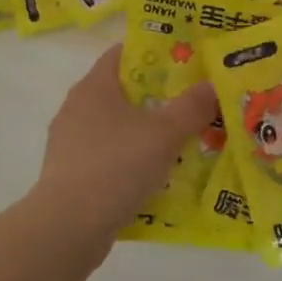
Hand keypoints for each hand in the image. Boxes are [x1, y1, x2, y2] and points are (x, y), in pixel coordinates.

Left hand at [31, 45, 216, 239]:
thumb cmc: (116, 165)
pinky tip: (155, 177)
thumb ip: (192, 106)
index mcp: (94, 87)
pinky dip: (130, 161)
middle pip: (123, 91)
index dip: (154, 53)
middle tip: (192, 103)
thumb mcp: (165, 133)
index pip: (123, 53)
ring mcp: (70, 143)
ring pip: (116, 127)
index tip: (185, 62)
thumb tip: (213, 83)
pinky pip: (108, 158)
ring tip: (180, 143)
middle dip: (157, 96)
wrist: (68, 227)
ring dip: (144, 132)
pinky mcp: (70, 175)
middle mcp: (76, 108)